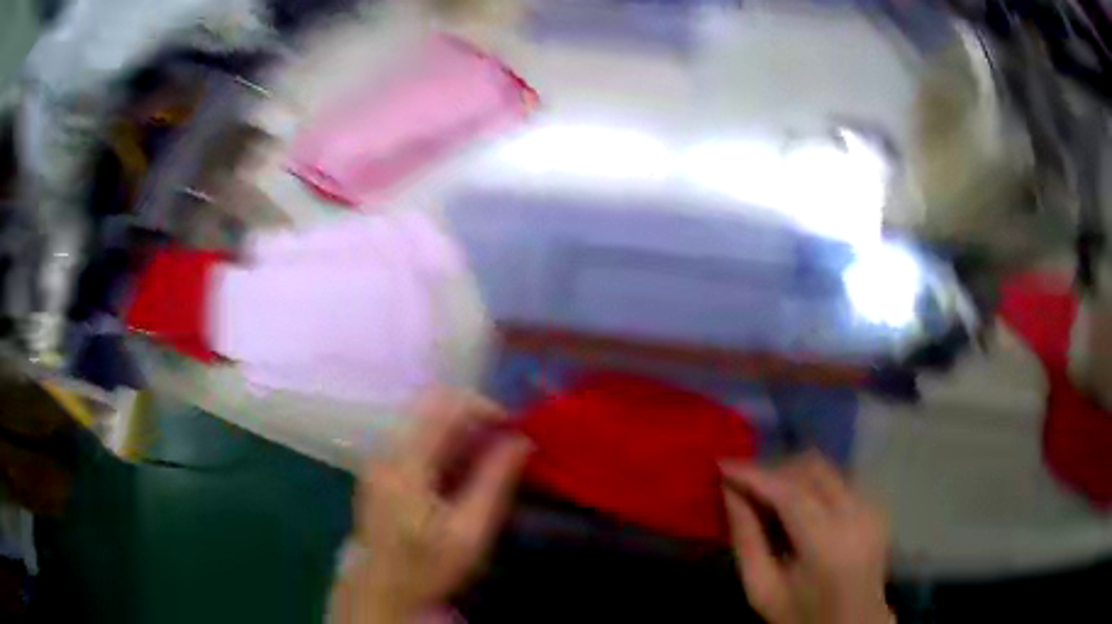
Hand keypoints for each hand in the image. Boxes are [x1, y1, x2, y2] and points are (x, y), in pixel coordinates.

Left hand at [333, 391, 531, 622]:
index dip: (485, 408)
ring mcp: (380, 460)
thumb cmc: (429, 566)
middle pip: (433, 411)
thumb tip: (523, 440)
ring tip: (491, 460)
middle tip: (507, 444)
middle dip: (476, 421)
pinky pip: (418, 443)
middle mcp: (387, 451)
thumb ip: (496, 481)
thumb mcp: (470, 531)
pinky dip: (446, 448)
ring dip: (463, 434)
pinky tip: (463, 473)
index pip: (445, 407)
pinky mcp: (381, 471)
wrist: (384, 591)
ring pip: (426, 425)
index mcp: (405, 463)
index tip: (514, 429)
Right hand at [721, 453, 892, 623]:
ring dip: (792, 474)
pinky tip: (795, 504)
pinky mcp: (876, 505)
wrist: (852, 623)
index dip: (754, 475)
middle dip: (773, 470)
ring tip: (766, 494)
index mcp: (827, 545)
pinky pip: (839, 478)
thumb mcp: (762, 589)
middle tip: (742, 484)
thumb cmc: (801, 614)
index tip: (722, 464)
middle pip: (811, 469)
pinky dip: (811, 482)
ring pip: (826, 468)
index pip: (789, 493)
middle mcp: (857, 515)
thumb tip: (729, 492)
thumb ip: (746, 540)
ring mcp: (871, 507)